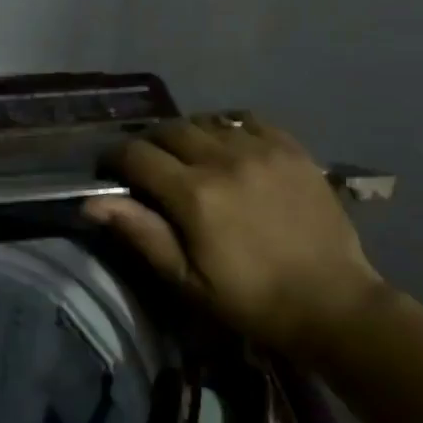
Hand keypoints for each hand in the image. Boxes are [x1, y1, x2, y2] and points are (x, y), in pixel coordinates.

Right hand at [84, 115, 384, 357]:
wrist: (331, 302)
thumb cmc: (250, 299)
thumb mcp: (186, 278)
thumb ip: (141, 233)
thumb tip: (91, 202)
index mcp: (194, 194)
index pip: (137, 154)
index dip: (115, 159)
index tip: (111, 171)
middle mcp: (224, 159)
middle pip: (169, 129)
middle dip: (150, 143)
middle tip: (149, 166)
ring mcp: (262, 149)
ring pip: (207, 120)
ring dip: (187, 134)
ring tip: (188, 156)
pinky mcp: (292, 149)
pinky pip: (247, 119)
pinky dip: (227, 127)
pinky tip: (228, 148)